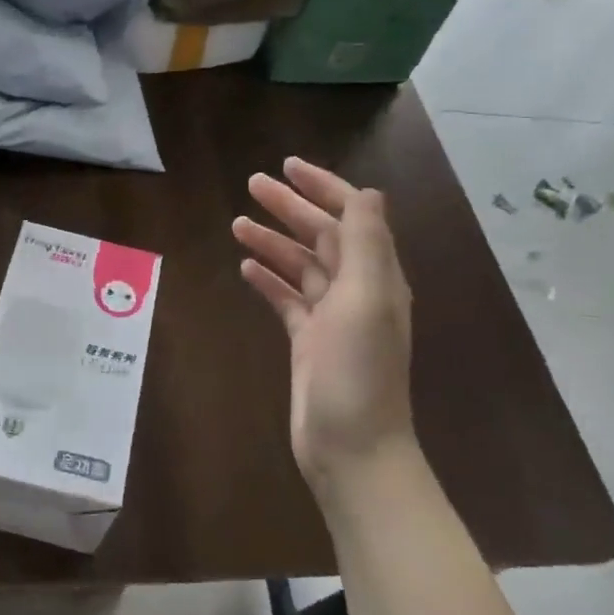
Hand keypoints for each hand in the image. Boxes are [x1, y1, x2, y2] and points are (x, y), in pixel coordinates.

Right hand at [232, 158, 414, 498]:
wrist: (352, 448)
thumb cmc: (358, 370)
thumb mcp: (366, 299)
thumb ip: (366, 243)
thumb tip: (366, 192)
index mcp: (376, 275)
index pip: (352, 217)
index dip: (324, 188)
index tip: (288, 167)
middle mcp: (357, 290)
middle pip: (322, 236)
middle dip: (290, 208)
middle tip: (252, 185)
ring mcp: (331, 318)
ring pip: (300, 266)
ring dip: (273, 242)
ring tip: (237, 224)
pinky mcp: (308, 342)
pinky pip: (287, 300)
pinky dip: (269, 280)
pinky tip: (246, 268)